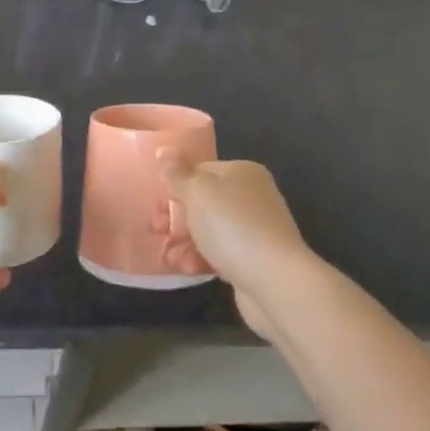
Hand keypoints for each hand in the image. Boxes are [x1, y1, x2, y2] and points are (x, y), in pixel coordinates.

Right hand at [155, 156, 309, 337]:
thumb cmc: (232, 225)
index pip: (201, 170)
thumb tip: (163, 149)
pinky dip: (199, 259)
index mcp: (242, 172)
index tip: (155, 203)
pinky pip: (218, 254)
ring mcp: (253, 230)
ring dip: (183, 241)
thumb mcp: (197, 192)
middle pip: (203, 202)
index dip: (175, 185)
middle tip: (155, 229)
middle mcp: (251, 197)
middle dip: (175, 217)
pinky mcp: (252, 261)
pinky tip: (184, 268)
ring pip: (208, 230)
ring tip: (166, 255)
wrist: (274, 281)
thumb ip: (176, 172)